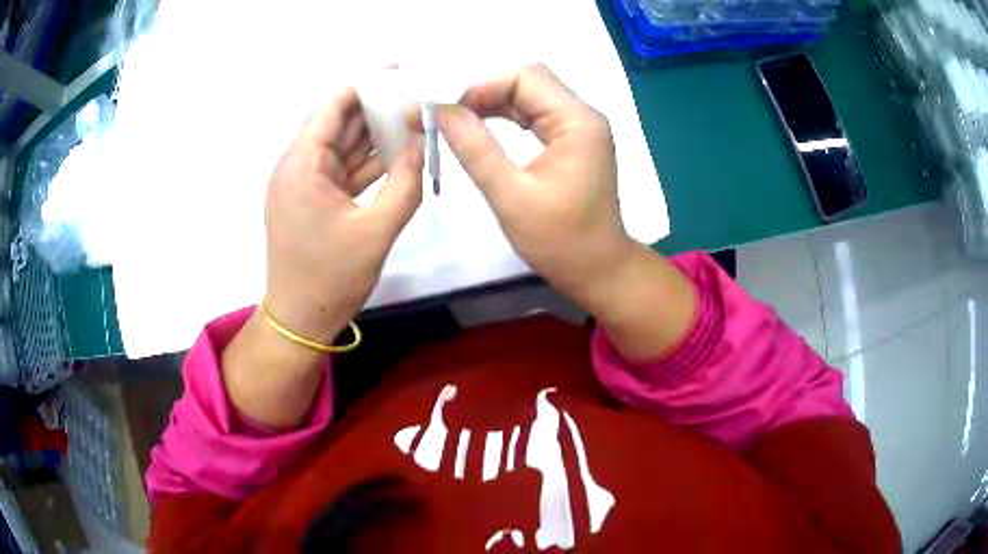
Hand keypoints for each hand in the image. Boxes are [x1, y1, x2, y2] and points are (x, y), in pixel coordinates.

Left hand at [265, 87, 423, 342]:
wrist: (300, 320)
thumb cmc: (330, 277)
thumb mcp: (376, 231)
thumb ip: (406, 183)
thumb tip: (424, 144)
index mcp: (302, 165)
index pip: (331, 107)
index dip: (364, 84)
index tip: (399, 71)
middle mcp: (298, 167)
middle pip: (337, 123)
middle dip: (375, 106)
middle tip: (415, 93)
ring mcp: (304, 184)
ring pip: (342, 147)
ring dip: (374, 133)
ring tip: (413, 116)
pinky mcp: (313, 200)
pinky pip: (343, 170)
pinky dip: (368, 161)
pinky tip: (398, 152)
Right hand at [436, 65, 695, 361]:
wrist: (598, 270)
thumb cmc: (559, 240)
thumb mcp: (510, 195)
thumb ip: (474, 148)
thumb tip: (441, 111)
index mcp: (577, 121)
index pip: (525, 77)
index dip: (481, 86)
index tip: (447, 111)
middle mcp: (583, 115)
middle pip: (529, 80)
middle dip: (485, 90)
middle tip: (449, 114)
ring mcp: (580, 127)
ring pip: (531, 95)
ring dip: (493, 102)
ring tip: (457, 120)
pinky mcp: (573, 141)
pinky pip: (536, 115)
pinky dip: (506, 116)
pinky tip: (482, 127)